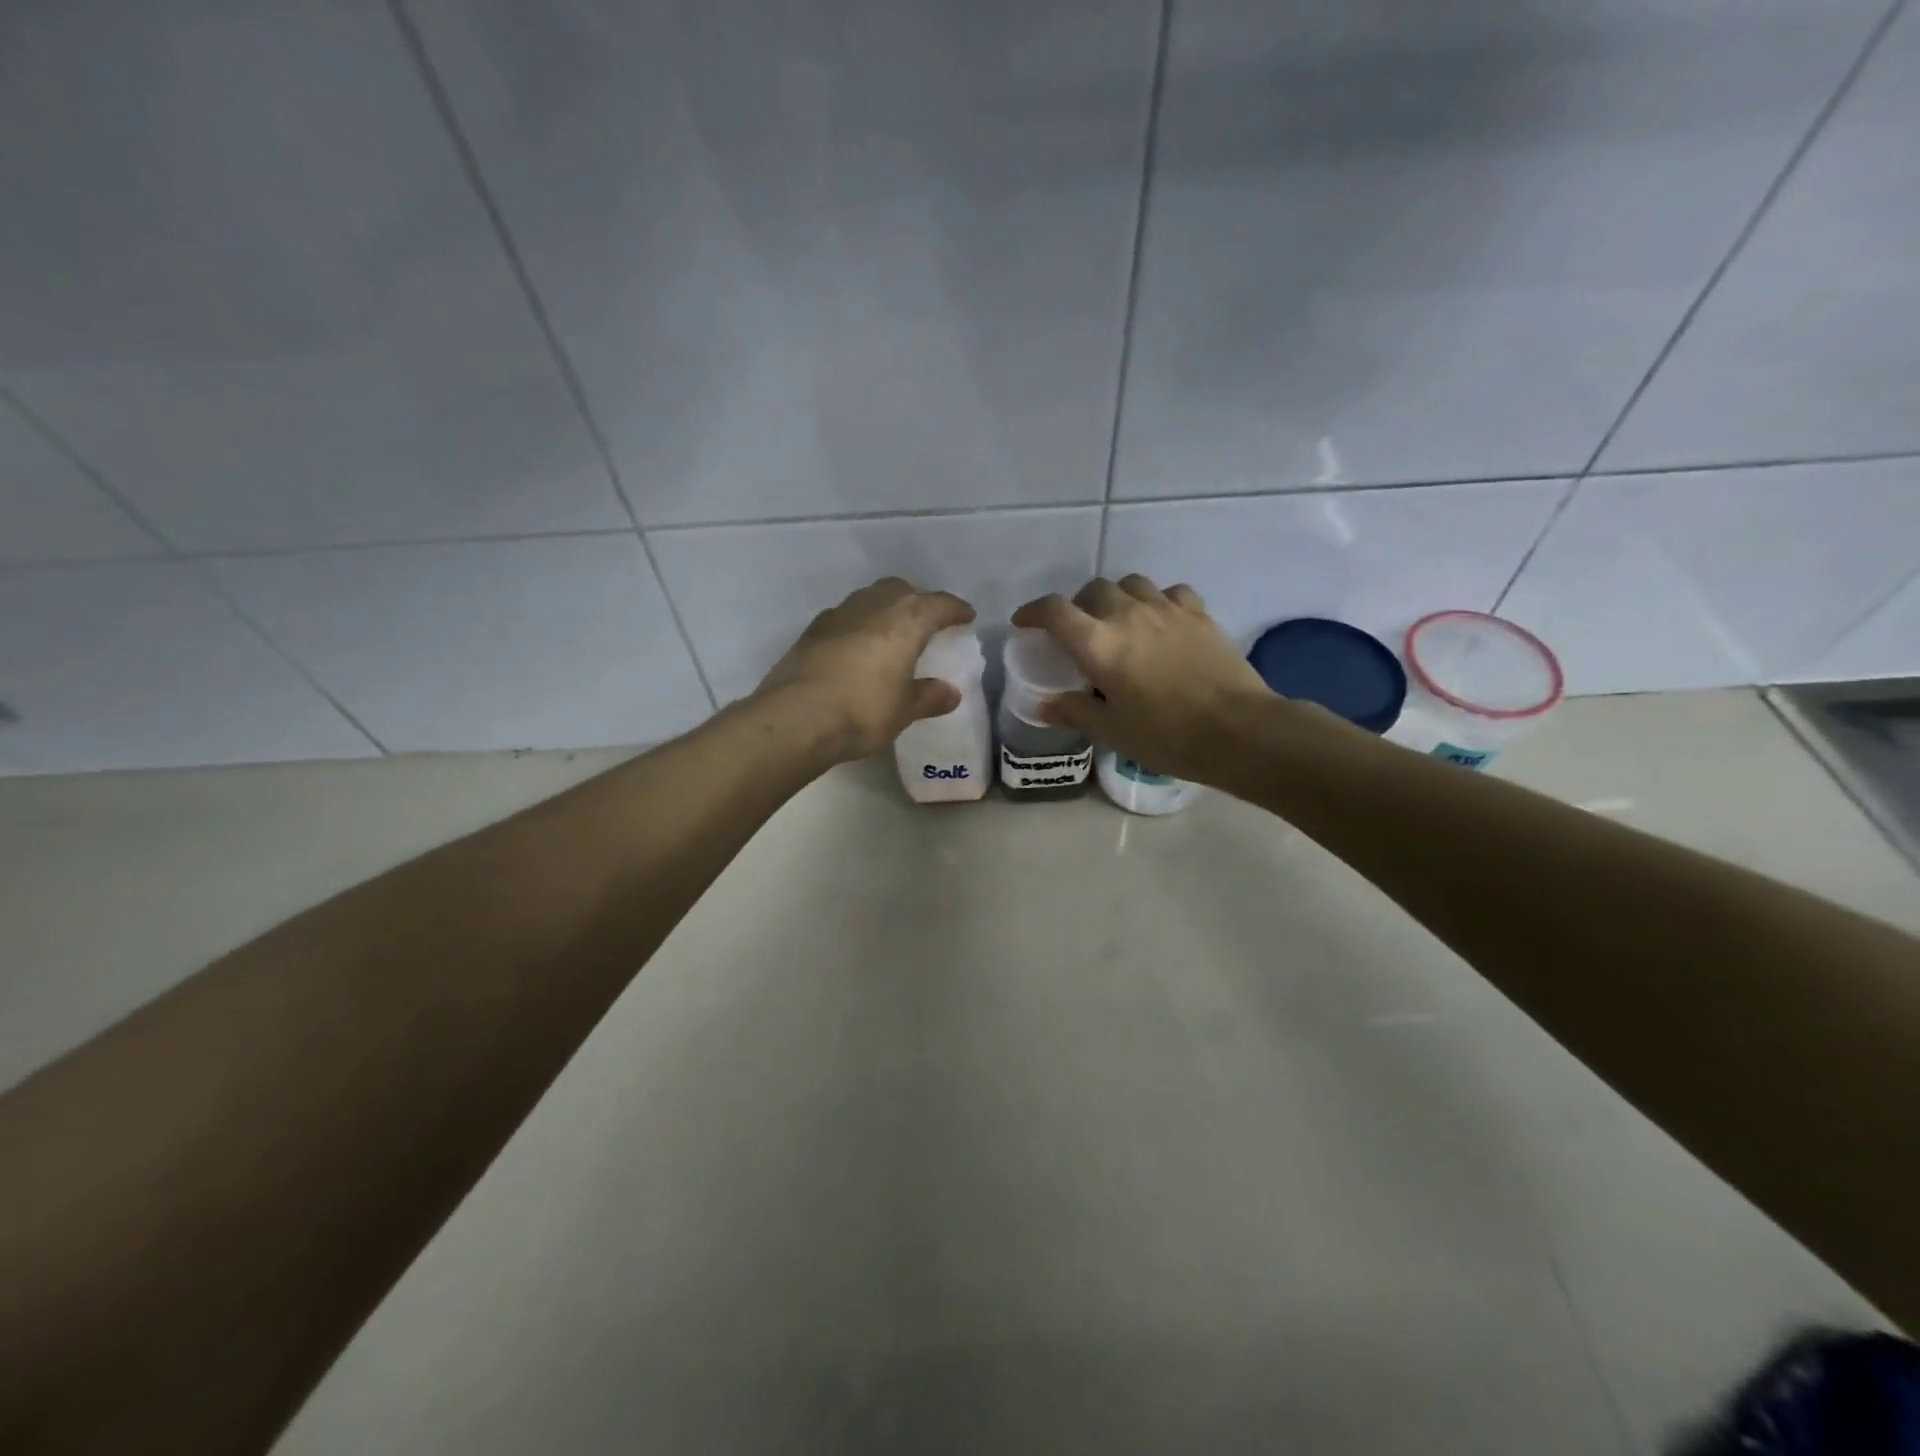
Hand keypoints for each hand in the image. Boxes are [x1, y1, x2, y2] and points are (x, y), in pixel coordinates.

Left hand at [755, 577, 976, 763]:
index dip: (955, 610)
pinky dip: (858, 626)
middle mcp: (873, 606)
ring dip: (884, 610)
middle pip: (901, 590)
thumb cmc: (862, 711)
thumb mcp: (904, 710)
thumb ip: (928, 697)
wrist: (795, 718)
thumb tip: (950, 693)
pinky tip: (857, 649)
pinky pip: (845, 618)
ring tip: (891, 635)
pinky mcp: (811, 631)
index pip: (939, 604)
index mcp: (906, 620)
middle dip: (917, 602)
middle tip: (926, 624)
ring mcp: (837, 615)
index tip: (966, 616)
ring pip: (869, 599)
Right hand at [1010, 575, 1278, 784]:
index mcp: (1098, 644)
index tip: (1024, 622)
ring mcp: (1167, 609)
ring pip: (1132, 583)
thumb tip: (1046, 705)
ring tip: (1121, 621)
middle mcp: (1128, 615)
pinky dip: (1158, 600)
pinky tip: (1162, 621)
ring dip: (1118, 597)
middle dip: (1079, 605)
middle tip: (1079, 630)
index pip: (1054, 611)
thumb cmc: (1166, 735)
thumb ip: (1075, 711)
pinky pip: (1170, 592)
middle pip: (1093, 589)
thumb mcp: (1112, 730)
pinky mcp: (1199, 613)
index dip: (1033, 611)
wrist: (1237, 730)